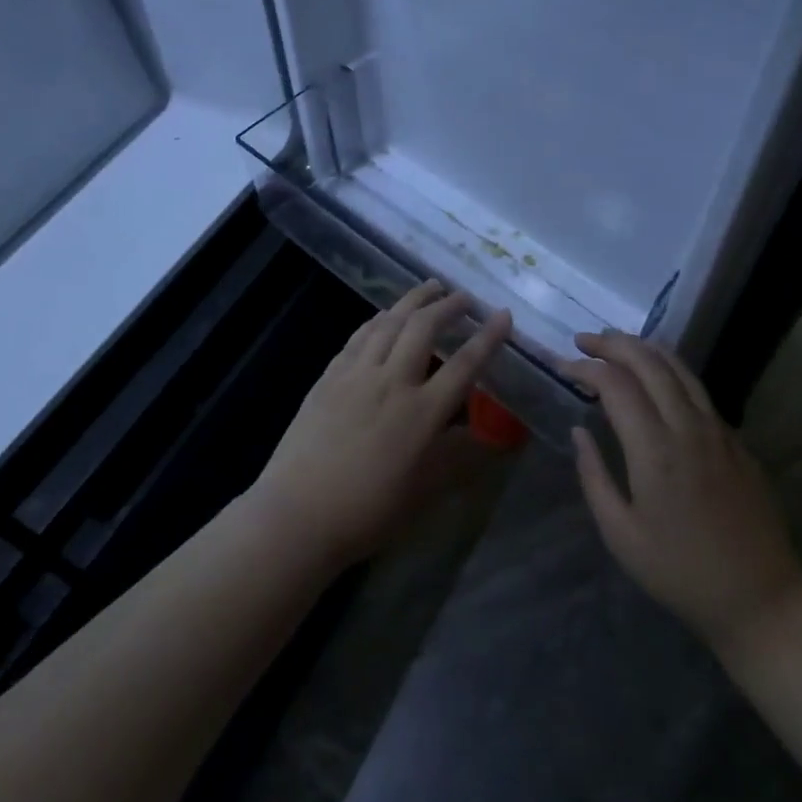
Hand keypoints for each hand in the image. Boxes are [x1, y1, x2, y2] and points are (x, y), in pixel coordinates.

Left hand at [251, 281, 512, 565]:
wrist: (298, 513)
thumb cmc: (368, 511)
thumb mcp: (425, 491)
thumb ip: (459, 457)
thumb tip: (491, 437)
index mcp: (421, 413)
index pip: (464, 365)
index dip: (488, 337)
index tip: (503, 314)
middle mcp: (391, 382)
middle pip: (424, 329)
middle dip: (449, 306)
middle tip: (465, 297)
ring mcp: (356, 375)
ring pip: (389, 322)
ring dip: (413, 300)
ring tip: (431, 287)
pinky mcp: (329, 376)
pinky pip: (359, 336)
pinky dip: (379, 319)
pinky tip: (385, 315)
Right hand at [564, 332, 801, 660]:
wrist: (761, 599)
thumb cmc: (680, 572)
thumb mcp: (620, 535)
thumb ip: (594, 476)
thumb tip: (579, 431)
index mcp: (655, 450)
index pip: (615, 384)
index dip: (585, 367)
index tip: (563, 366)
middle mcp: (688, 427)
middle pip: (649, 362)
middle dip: (612, 343)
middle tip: (583, 340)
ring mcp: (718, 431)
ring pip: (679, 368)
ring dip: (643, 348)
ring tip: (615, 344)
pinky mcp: (736, 441)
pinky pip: (698, 389)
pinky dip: (669, 370)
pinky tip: (655, 380)